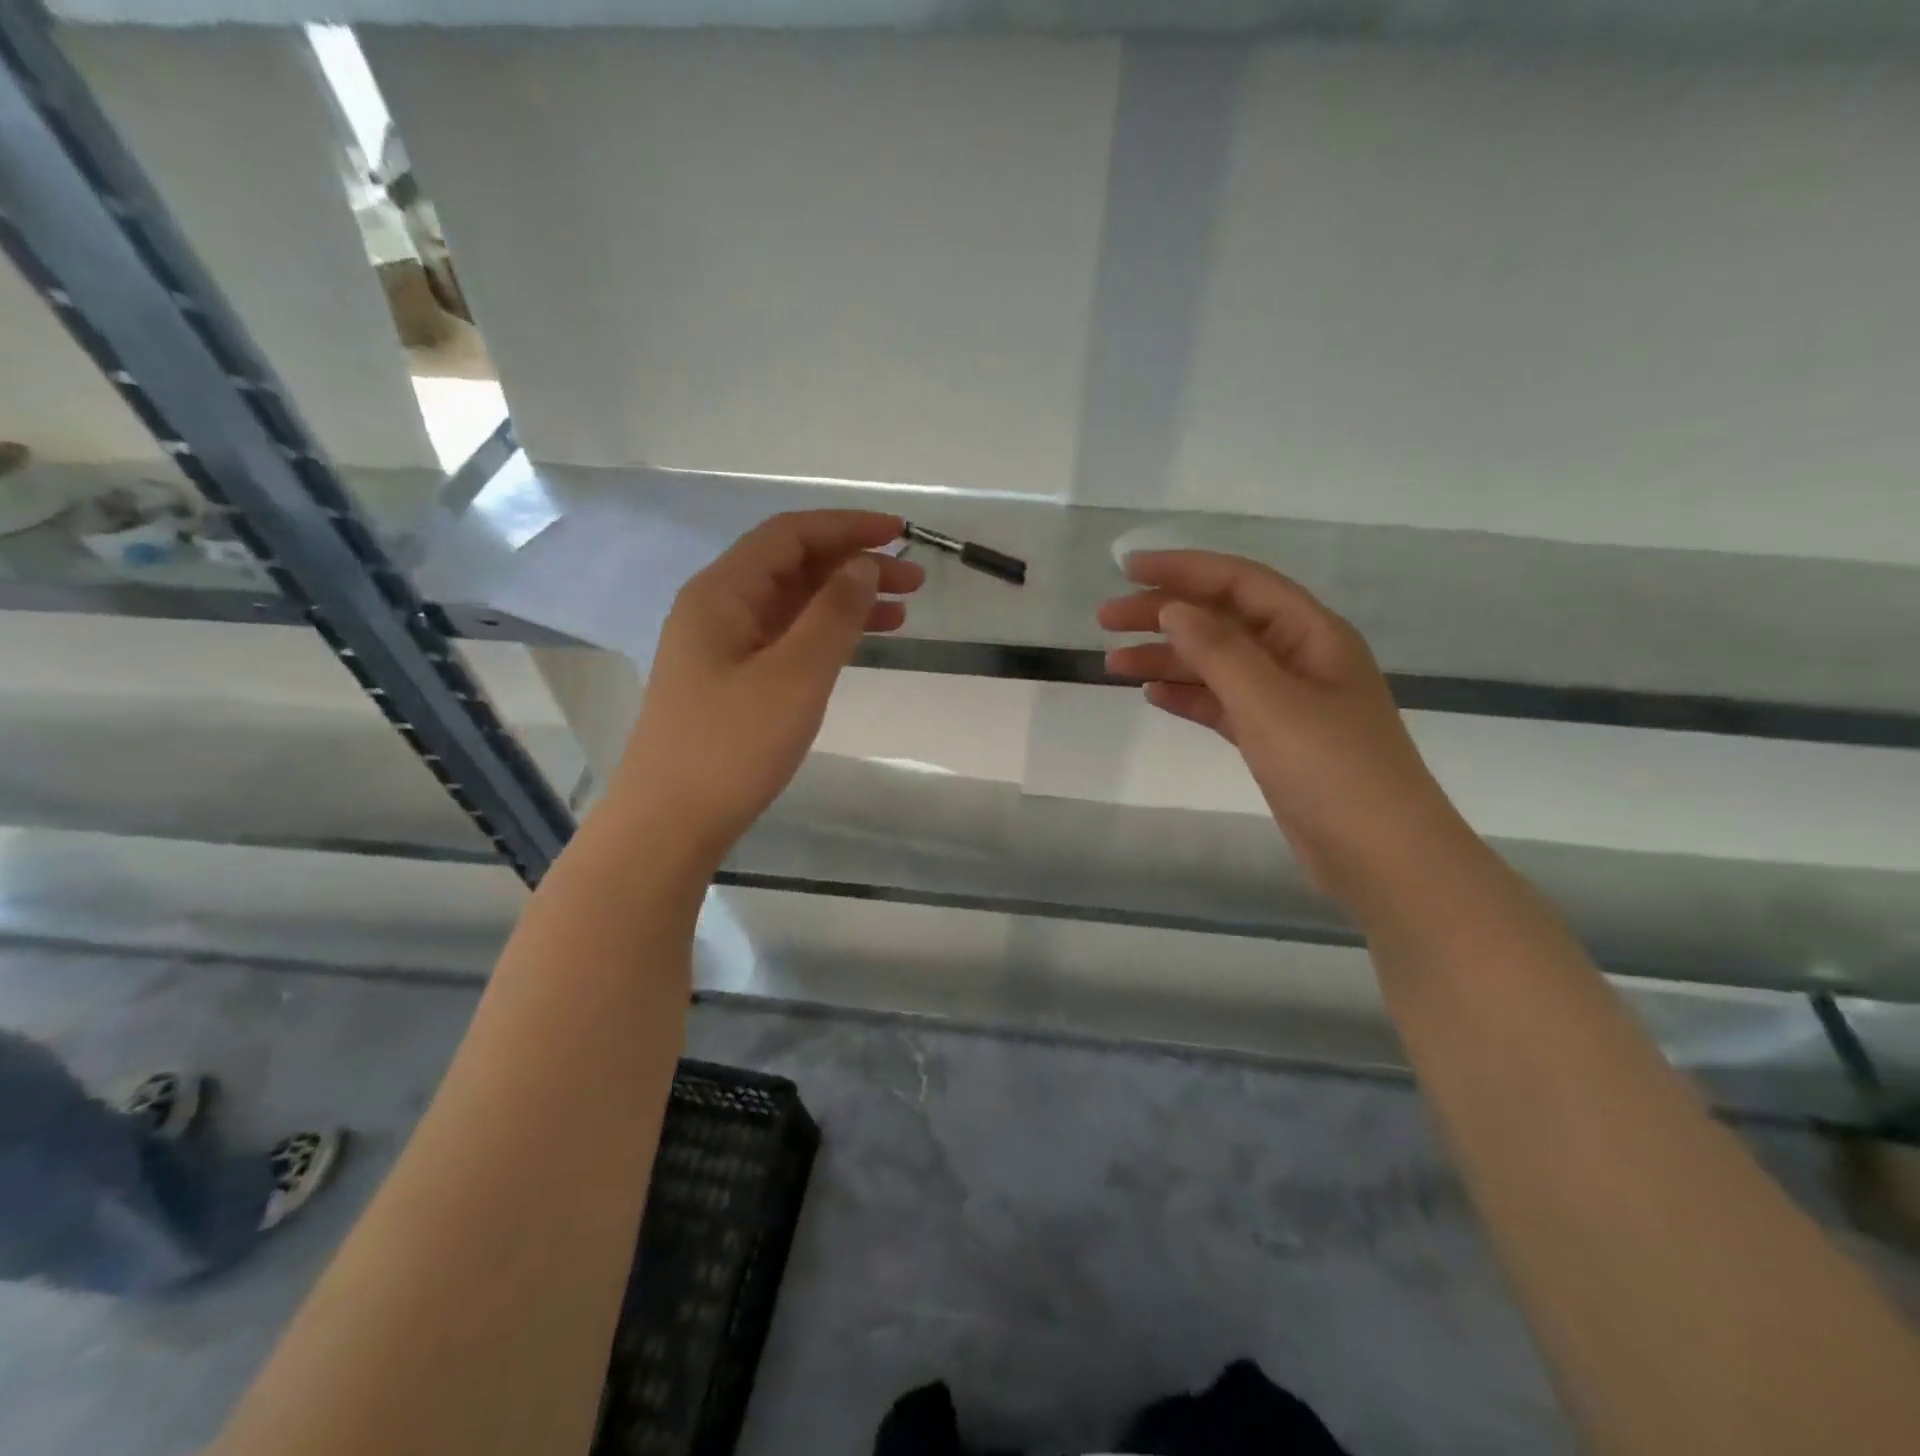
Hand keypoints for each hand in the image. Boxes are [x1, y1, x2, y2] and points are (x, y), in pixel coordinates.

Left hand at [609, 510, 921, 866]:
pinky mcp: (730, 680)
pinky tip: (858, 645)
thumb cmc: (731, 747)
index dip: (847, 527)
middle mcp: (718, 608)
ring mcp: (722, 646)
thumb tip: (862, 566)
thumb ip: (833, 615)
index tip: (901, 535)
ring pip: (793, 604)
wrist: (670, 822)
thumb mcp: (794, 676)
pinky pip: (785, 638)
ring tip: (903, 612)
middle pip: (793, 566)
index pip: (790, 535)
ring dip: (845, 601)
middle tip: (914, 581)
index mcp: (723, 593)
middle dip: (854, 565)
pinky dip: (825, 634)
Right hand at [1099, 550, 1463, 911]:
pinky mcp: (1275, 740)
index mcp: (1311, 633)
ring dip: (1167, 658)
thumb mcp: (1270, 702)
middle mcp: (1299, 658)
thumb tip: (1172, 608)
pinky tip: (1152, 696)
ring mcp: (1287, 701)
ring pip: (1217, 664)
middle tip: (1105, 620)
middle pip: (1223, 620)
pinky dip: (1188, 696)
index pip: (1239, 582)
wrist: (1381, 858)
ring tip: (1113, 662)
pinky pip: (1222, 704)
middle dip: (1165, 614)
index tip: (1125, 569)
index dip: (1182, 569)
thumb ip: (1219, 650)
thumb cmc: (1332, 770)